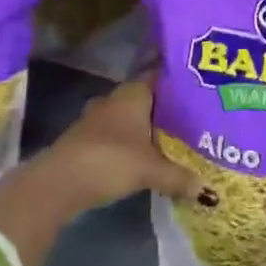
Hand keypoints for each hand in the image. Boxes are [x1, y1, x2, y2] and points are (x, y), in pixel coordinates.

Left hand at [37, 78, 203, 214]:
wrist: (58, 182)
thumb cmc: (110, 160)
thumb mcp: (151, 170)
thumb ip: (179, 177)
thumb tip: (206, 188)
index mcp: (133, 93)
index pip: (160, 76)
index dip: (178, 82)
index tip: (200, 89)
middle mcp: (115, 99)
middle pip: (147, 99)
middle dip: (167, 109)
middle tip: (195, 119)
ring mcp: (98, 119)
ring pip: (131, 118)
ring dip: (148, 128)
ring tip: (175, 140)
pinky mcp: (87, 139)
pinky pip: (119, 135)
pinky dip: (132, 143)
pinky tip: (146, 156)